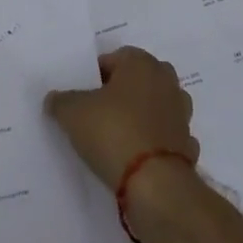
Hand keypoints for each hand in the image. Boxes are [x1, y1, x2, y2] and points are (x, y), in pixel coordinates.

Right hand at [44, 46, 198, 191]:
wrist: (154, 183)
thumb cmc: (113, 132)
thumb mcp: (72, 113)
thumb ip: (61, 101)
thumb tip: (55, 99)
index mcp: (142, 64)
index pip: (114, 58)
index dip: (95, 75)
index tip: (81, 95)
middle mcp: (167, 81)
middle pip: (137, 81)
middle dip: (119, 93)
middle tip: (97, 112)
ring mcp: (181, 113)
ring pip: (153, 107)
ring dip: (139, 116)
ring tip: (115, 136)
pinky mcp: (187, 144)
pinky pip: (163, 136)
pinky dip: (152, 142)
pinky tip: (135, 157)